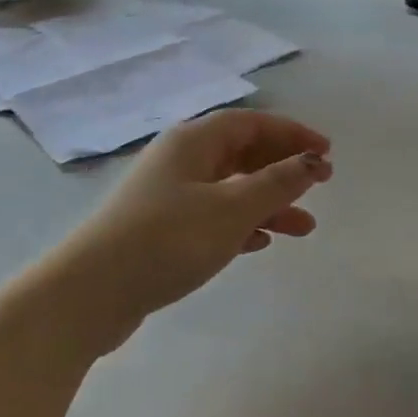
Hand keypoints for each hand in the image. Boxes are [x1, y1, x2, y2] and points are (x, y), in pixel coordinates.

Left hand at [52, 110, 331, 353]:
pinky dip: (241, 224)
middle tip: (320, 185)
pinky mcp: (161, 229)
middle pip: (242, 153)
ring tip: (304, 228)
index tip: (326, 152)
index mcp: (194, 142)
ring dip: (268, 203)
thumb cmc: (168, 239)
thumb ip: (277, 183)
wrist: (91, 293)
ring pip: (231, 188)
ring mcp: (169, 195)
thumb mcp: (232, 209)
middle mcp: (181, 160)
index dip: (292, 133)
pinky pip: (213, 216)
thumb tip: (312, 161)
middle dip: (283, 168)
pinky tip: (259, 244)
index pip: (252, 123)